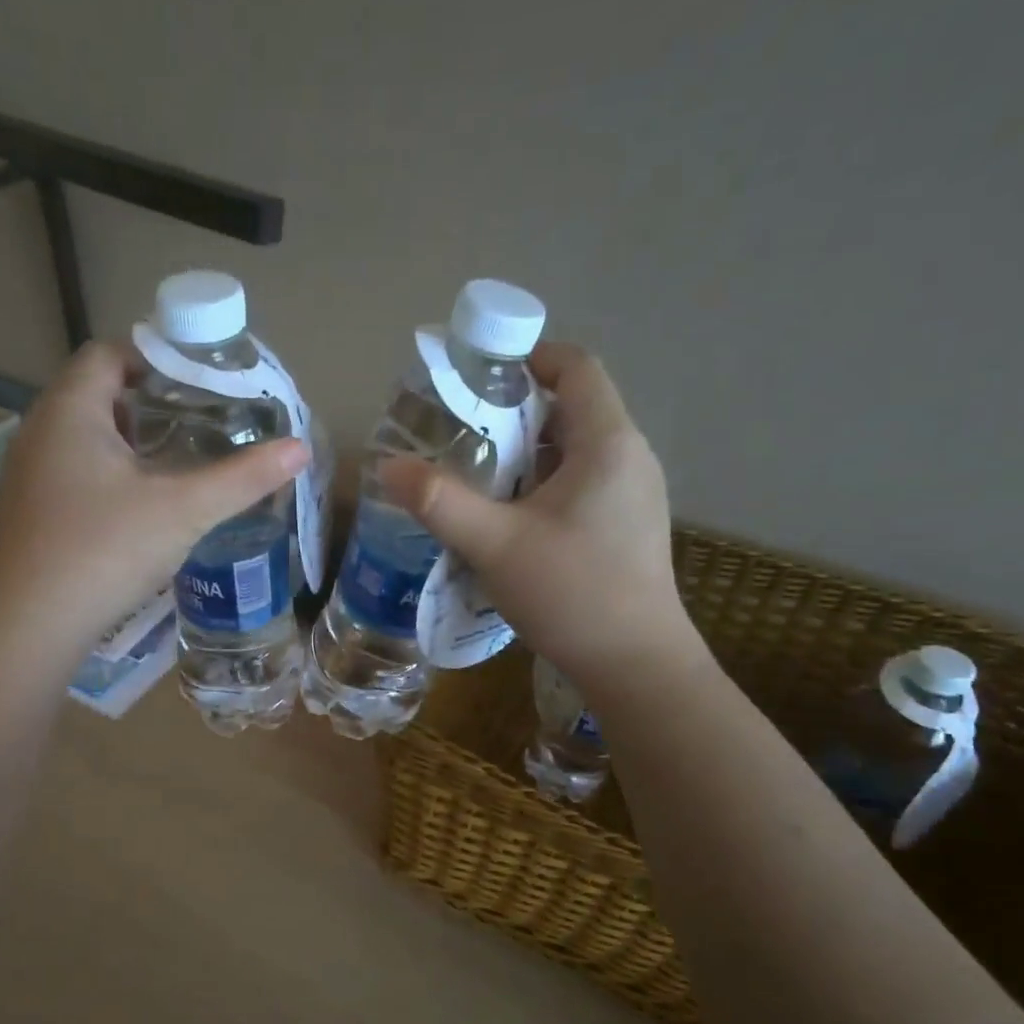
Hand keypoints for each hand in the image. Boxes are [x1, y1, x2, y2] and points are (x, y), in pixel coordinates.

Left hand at [0, 341, 308, 656]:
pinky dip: (110, 474)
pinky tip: (141, 506)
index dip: (155, 357)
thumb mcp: (184, 510)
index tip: (200, 382)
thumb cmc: (105, 550)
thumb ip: (242, 478)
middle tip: (201, 421)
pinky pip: (74, 472)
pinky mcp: (30, 512)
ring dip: (130, 441)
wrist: (31, 625)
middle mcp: (40, 431)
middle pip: (97, 393)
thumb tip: (300, 449)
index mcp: (70, 410)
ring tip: (179, 460)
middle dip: (150, 402)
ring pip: (85, 437)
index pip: (109, 353)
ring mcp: (29, 474)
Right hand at [378, 342, 702, 692]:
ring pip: (574, 451)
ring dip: (525, 454)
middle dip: (514, 413)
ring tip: (476, 476)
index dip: (528, 357)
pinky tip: (510, 520)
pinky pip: (581, 484)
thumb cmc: (571, 594)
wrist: (635, 666)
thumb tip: (388, 466)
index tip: (478, 375)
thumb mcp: (496, 546)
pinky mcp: (627, 527)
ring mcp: (633, 495)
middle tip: (461, 433)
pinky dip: (543, 485)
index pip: (575, 368)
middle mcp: (629, 458)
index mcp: (607, 443)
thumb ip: (440, 502)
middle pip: (571, 409)